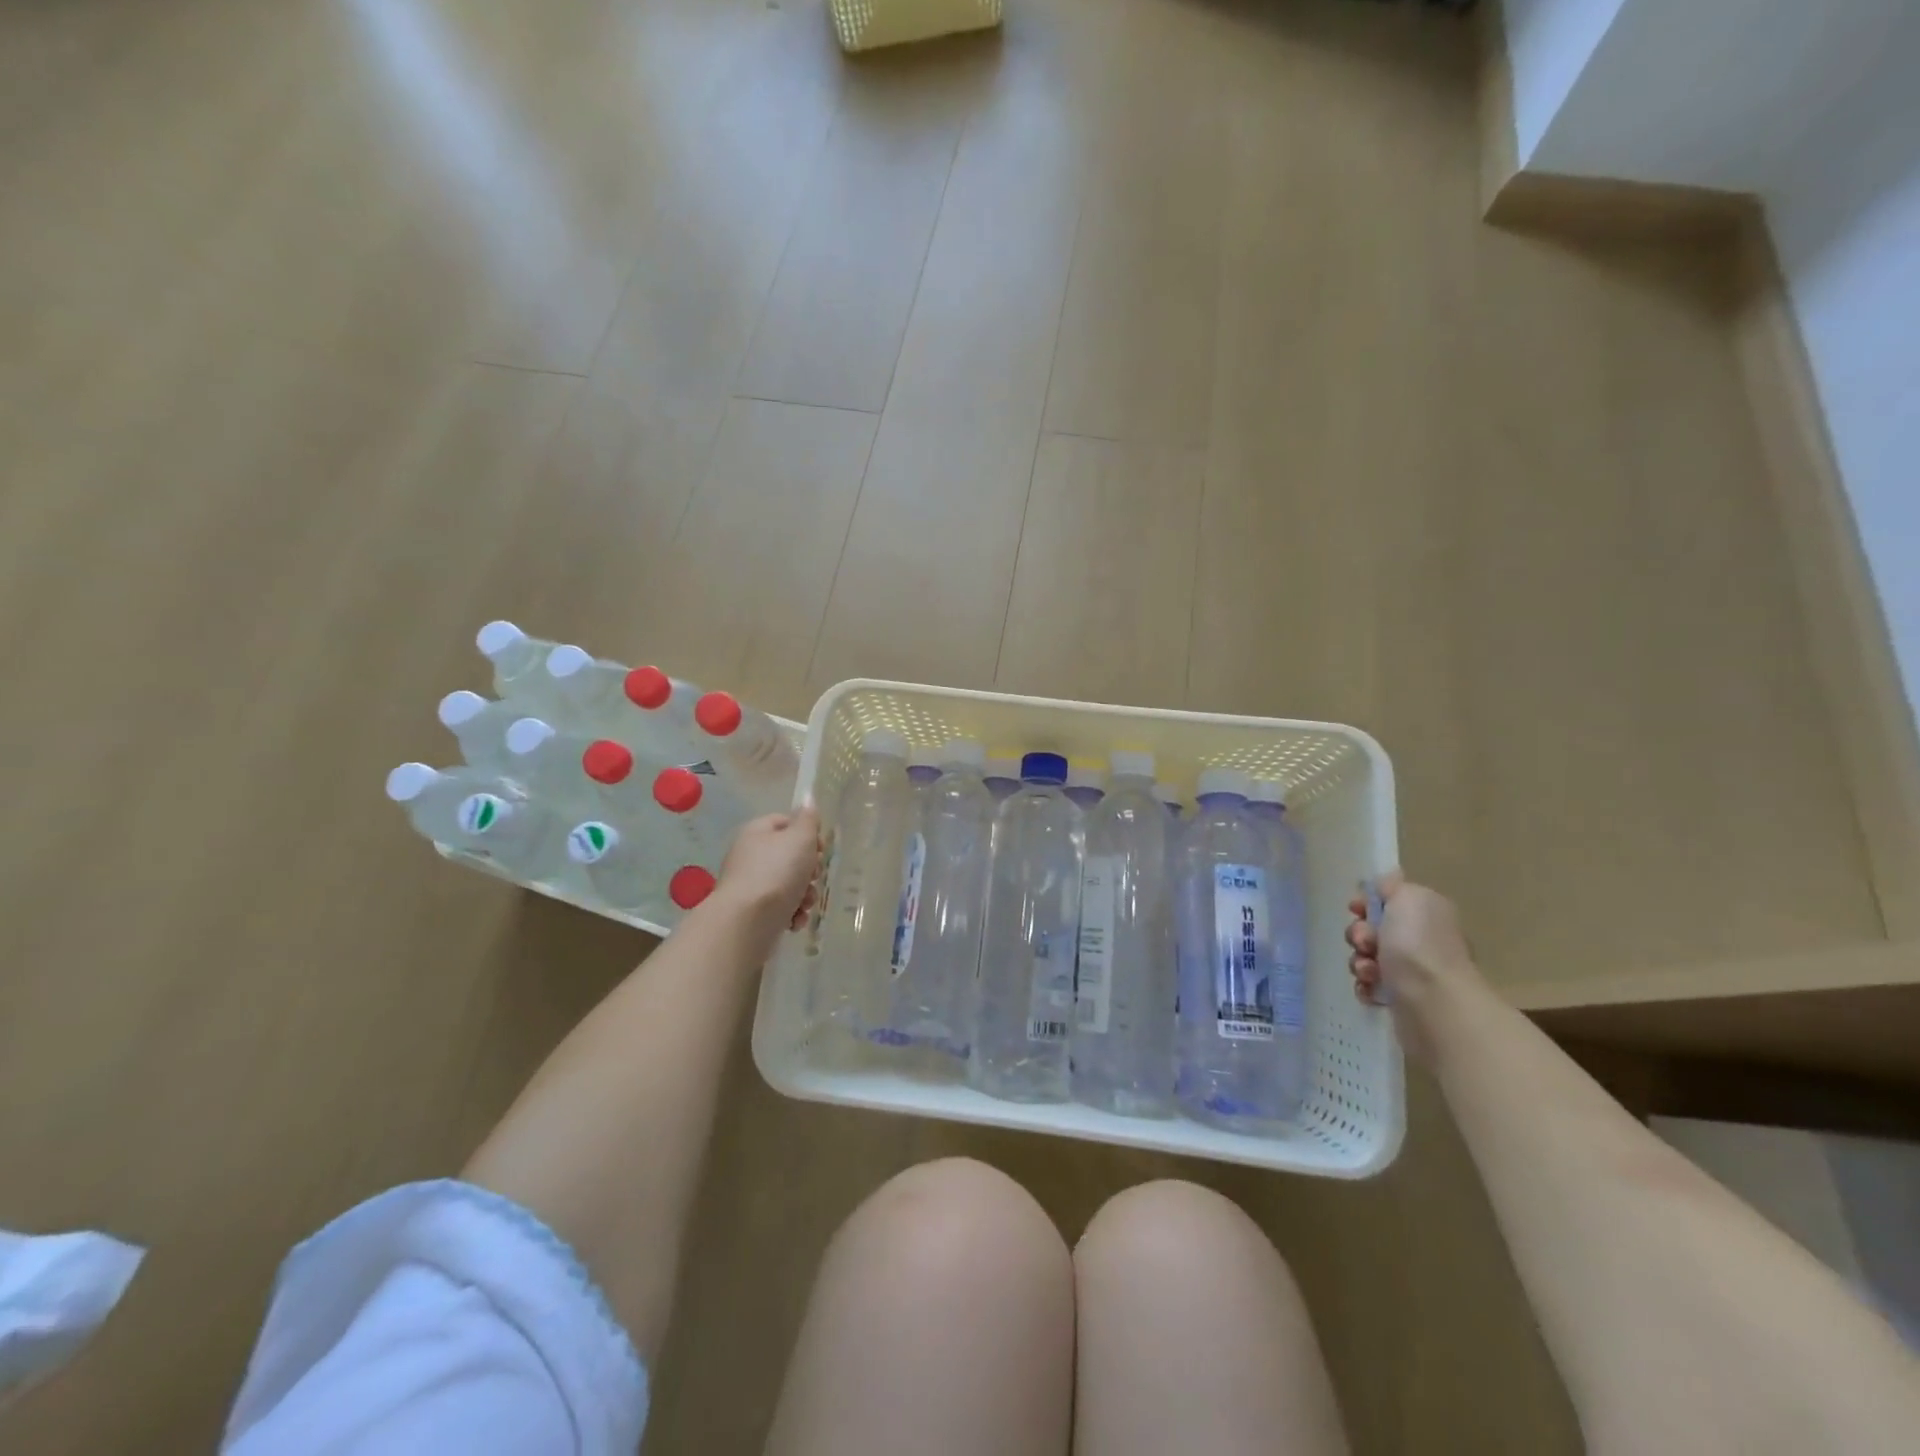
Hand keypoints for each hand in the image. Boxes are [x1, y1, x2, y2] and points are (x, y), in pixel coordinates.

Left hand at [714, 807, 821, 943]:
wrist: (747, 922)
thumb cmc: (777, 873)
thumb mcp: (800, 838)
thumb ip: (808, 819)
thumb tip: (808, 799)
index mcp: (757, 832)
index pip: (786, 822)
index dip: (808, 833)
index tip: (822, 849)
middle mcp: (751, 856)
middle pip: (790, 856)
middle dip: (810, 870)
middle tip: (814, 877)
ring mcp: (751, 885)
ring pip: (789, 884)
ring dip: (805, 895)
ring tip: (806, 904)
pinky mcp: (753, 913)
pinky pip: (780, 908)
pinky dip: (792, 913)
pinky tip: (795, 921)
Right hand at [1345, 872, 1479, 1065]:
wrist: (1432, 1001)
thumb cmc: (1418, 944)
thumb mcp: (1407, 897)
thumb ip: (1391, 886)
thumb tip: (1385, 884)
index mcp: (1426, 914)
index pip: (1388, 902)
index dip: (1366, 904)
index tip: (1356, 909)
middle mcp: (1420, 941)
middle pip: (1372, 930)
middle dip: (1359, 934)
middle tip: (1365, 943)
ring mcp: (1411, 972)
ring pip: (1366, 958)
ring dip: (1359, 961)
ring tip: (1370, 972)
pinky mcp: (1400, 999)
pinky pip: (1369, 985)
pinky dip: (1364, 985)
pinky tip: (1371, 987)